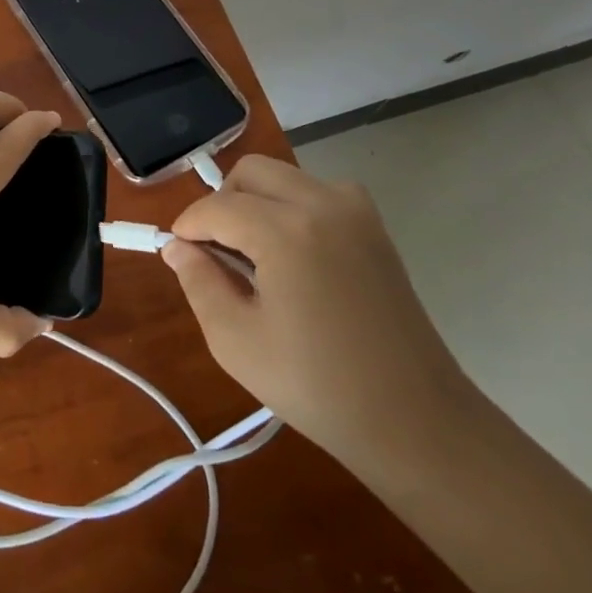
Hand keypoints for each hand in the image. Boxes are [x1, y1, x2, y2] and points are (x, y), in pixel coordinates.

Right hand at [163, 154, 478, 468]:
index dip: (188, 226)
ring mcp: (356, 210)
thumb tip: (177, 247)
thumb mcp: (235, 340)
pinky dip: (290, 209)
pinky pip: (316, 193)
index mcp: (286, 230)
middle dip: (222, 203)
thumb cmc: (317, 385)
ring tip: (251, 256)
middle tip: (213, 251)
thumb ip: (198, 281)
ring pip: (284, 178)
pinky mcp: (375, 226)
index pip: (217, 206)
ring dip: (256, 202)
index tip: (176, 252)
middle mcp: (323, 203)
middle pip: (251, 173)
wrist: (415, 419)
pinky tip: (291, 257)